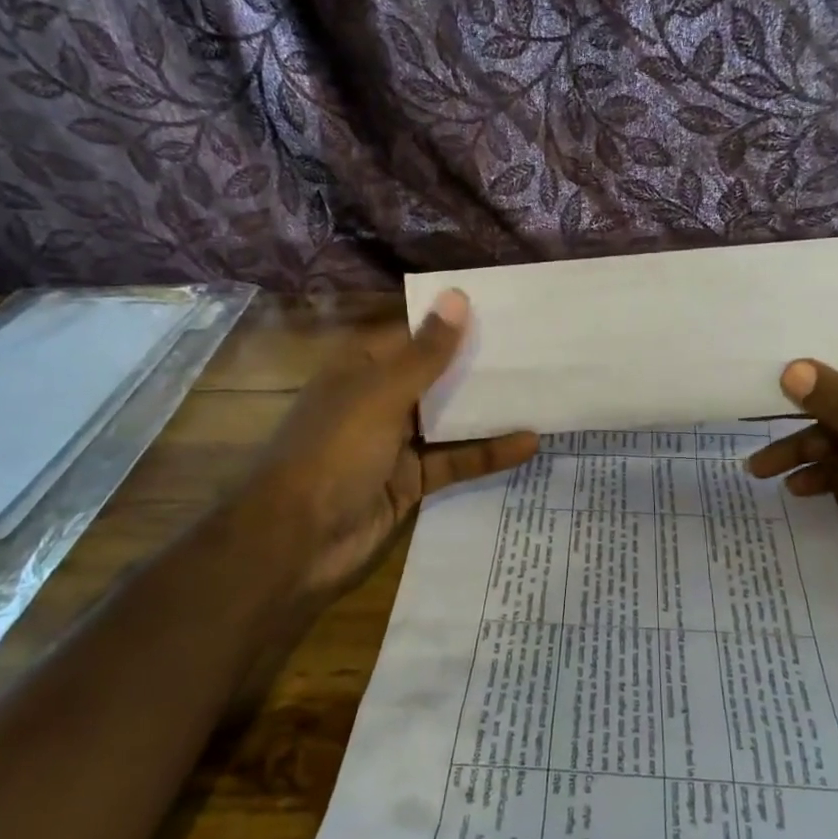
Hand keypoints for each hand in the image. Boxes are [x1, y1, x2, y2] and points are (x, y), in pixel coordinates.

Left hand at [246, 291, 537, 599]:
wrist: (297, 542)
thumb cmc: (334, 451)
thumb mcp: (382, 395)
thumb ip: (426, 353)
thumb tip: (458, 297)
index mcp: (362, 368)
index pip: (414, 334)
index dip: (454, 322)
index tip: (504, 311)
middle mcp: (379, 399)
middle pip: (435, 376)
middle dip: (478, 365)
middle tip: (535, 349)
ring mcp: (395, 443)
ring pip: (449, 419)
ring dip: (487, 410)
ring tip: (540, 391)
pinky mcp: (411, 481)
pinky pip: (454, 461)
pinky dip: (486, 453)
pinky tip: (528, 443)